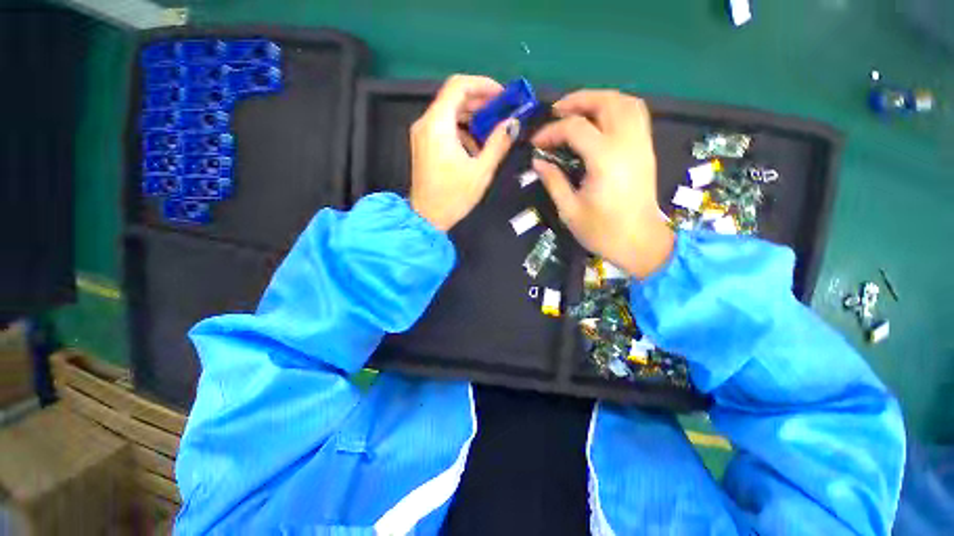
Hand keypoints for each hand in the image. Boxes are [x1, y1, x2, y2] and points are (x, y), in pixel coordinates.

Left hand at [409, 75, 518, 230]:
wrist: (427, 219)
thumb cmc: (453, 197)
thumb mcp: (481, 171)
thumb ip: (498, 144)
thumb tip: (513, 123)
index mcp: (437, 125)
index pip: (458, 86)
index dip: (482, 85)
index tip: (502, 96)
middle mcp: (425, 123)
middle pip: (453, 98)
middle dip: (480, 102)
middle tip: (502, 112)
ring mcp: (422, 134)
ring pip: (449, 112)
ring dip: (472, 117)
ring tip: (492, 130)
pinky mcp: (424, 145)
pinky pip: (444, 127)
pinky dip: (462, 130)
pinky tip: (475, 146)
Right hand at [531, 90, 673, 278]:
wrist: (640, 243)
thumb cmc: (602, 231)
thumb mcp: (570, 210)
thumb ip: (553, 181)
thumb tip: (538, 162)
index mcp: (605, 160)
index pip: (575, 128)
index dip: (551, 131)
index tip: (535, 143)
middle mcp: (627, 143)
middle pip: (606, 102)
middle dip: (578, 100)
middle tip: (556, 111)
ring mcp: (641, 144)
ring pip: (626, 102)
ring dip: (600, 99)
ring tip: (578, 110)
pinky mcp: (646, 150)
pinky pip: (636, 114)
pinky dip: (616, 108)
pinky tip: (600, 120)